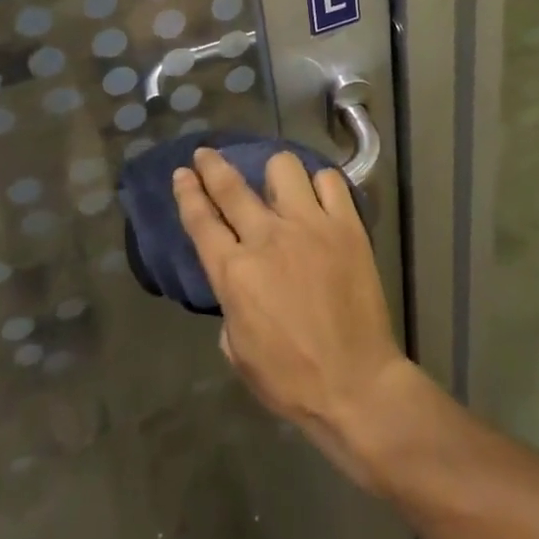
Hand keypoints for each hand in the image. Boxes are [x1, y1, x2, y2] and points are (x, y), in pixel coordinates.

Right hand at [173, 147, 413, 485]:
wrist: (356, 384)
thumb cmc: (291, 380)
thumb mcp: (239, 351)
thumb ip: (231, 305)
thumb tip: (239, 281)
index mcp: (235, 273)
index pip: (201, 220)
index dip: (188, 192)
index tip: (182, 173)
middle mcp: (267, 237)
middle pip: (231, 185)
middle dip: (212, 165)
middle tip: (206, 154)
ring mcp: (309, 225)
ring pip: (283, 167)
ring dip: (274, 174)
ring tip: (278, 186)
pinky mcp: (345, 224)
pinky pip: (329, 181)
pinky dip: (320, 184)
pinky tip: (318, 197)